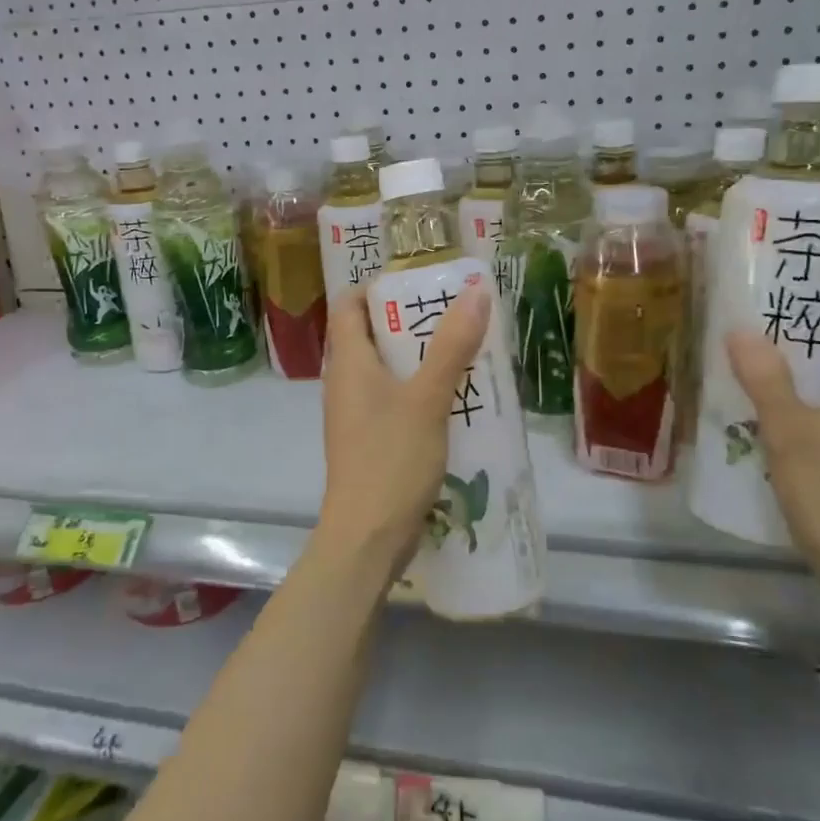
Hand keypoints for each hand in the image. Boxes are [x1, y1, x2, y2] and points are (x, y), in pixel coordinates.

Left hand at [318, 284, 491, 567]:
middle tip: (457, 313)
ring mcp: (356, 413)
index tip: (420, 283)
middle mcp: (345, 381)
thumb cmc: (391, 459)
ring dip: (421, 357)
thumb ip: (452, 345)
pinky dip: (420, 390)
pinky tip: (457, 398)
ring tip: (466, 349)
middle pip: (372, 334)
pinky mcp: (370, 439)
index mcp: (348, 361)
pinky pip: (394, 400)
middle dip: (412, 321)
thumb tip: (474, 291)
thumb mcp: (427, 398)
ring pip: (387, 369)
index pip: (349, 303)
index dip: (378, 286)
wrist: (367, 537)